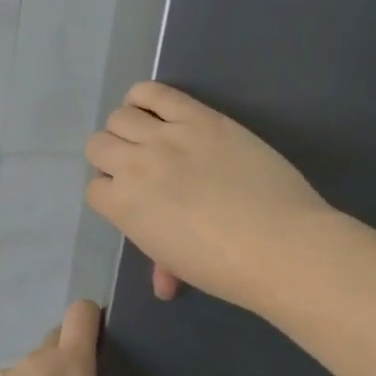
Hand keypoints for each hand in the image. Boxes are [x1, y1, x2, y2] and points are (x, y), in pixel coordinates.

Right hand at [85, 81, 335, 313]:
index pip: (95, 188)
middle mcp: (134, 165)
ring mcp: (166, 136)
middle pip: (98, 145)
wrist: (279, 245)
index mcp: (123, 206)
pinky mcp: (200, 117)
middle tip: (140, 168)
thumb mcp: (180, 265)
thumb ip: (161, 263)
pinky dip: (145, 97)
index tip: (132, 197)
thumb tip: (163, 283)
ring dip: (128, 128)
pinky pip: (154, 92)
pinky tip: (157, 111)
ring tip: (151, 138)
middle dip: (112, 157)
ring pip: (120, 116)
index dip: (112, 192)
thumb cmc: (225, 268)